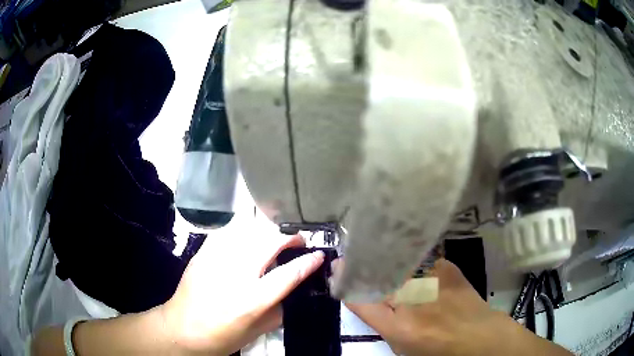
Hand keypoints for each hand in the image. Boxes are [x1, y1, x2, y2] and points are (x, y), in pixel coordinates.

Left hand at [161, 231, 323, 354]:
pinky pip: (228, 232)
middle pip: (268, 242)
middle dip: (289, 236)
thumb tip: (293, 290)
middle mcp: (234, 274)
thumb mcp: (256, 332)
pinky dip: (244, 232)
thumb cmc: (221, 337)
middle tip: (298, 241)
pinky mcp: (203, 253)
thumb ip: (278, 310)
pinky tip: (249, 238)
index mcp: (251, 300)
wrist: (180, 329)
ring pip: (249, 230)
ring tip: (276, 237)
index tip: (319, 255)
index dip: (308, 262)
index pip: (288, 274)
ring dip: (269, 231)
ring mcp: (216, 260)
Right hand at [343, 259, 572, 355]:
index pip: (360, 298)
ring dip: (384, 255)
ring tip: (377, 251)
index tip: (336, 269)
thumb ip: (380, 319)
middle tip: (351, 257)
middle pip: (377, 271)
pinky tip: (408, 258)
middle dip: (360, 262)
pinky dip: (409, 256)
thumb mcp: (401, 344)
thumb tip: (362, 295)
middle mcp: (415, 299)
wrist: (480, 336)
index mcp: (401, 326)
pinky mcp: (447, 266)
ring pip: (397, 259)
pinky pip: (419, 257)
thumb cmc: (438, 350)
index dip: (345, 282)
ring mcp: (434, 278)